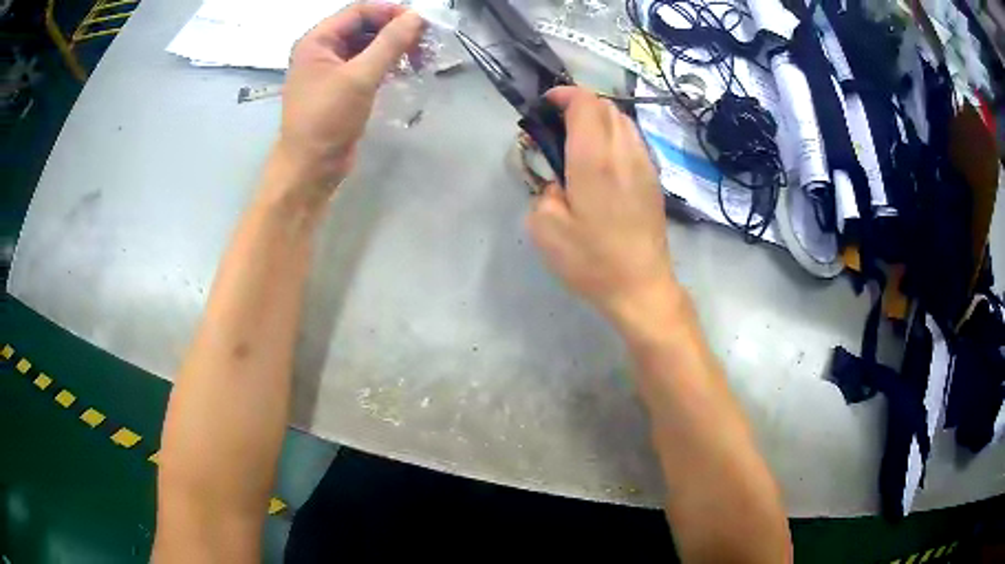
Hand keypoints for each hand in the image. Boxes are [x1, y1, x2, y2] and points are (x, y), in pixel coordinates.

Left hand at [273, 3, 425, 194]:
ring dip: (395, 49)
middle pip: (365, 27)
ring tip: (422, 60)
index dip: (391, 12)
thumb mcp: (360, 77)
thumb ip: (389, 43)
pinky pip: (367, 66)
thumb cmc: (327, 120)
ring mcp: (331, 70)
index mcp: (318, 41)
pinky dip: (387, 65)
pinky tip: (406, 71)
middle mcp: (323, 50)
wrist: (310, 168)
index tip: (421, 23)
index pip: (359, 11)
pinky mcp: (341, 88)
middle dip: (396, 32)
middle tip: (426, 45)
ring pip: (368, 47)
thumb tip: (417, 17)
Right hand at [528, 87, 678, 325]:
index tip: (546, 105)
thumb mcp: (545, 228)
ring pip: (623, 120)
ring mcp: (644, 164)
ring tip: (579, 140)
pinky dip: (615, 135)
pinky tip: (603, 160)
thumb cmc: (591, 261)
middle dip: (580, 104)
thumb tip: (557, 179)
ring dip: (599, 118)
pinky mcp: (654, 179)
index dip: (564, 95)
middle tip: (557, 124)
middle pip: (606, 106)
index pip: (585, 103)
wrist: (641, 286)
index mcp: (594, 160)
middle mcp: (624, 153)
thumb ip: (543, 190)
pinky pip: (634, 140)